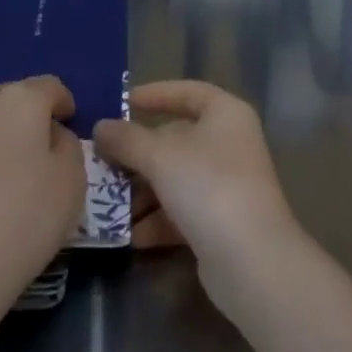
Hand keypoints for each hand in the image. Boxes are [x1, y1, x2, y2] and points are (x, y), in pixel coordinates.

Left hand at [0, 76, 86, 326]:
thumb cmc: (19, 230)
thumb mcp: (72, 186)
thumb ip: (68, 145)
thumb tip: (49, 133)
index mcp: (21, 102)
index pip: (49, 87)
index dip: (60, 104)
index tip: (64, 125)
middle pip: (6, 95)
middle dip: (19, 116)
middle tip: (24, 155)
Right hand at [92, 81, 303, 318]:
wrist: (251, 260)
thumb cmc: (208, 186)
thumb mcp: (160, 157)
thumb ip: (127, 139)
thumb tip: (101, 127)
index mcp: (225, 114)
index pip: (188, 92)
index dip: (155, 95)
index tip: (122, 102)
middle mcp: (231, 143)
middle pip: (177, 138)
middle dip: (139, 153)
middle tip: (104, 161)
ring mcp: (228, 183)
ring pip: (177, 177)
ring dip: (143, 190)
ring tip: (109, 203)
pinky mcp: (222, 221)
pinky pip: (183, 210)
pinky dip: (158, 219)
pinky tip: (131, 235)